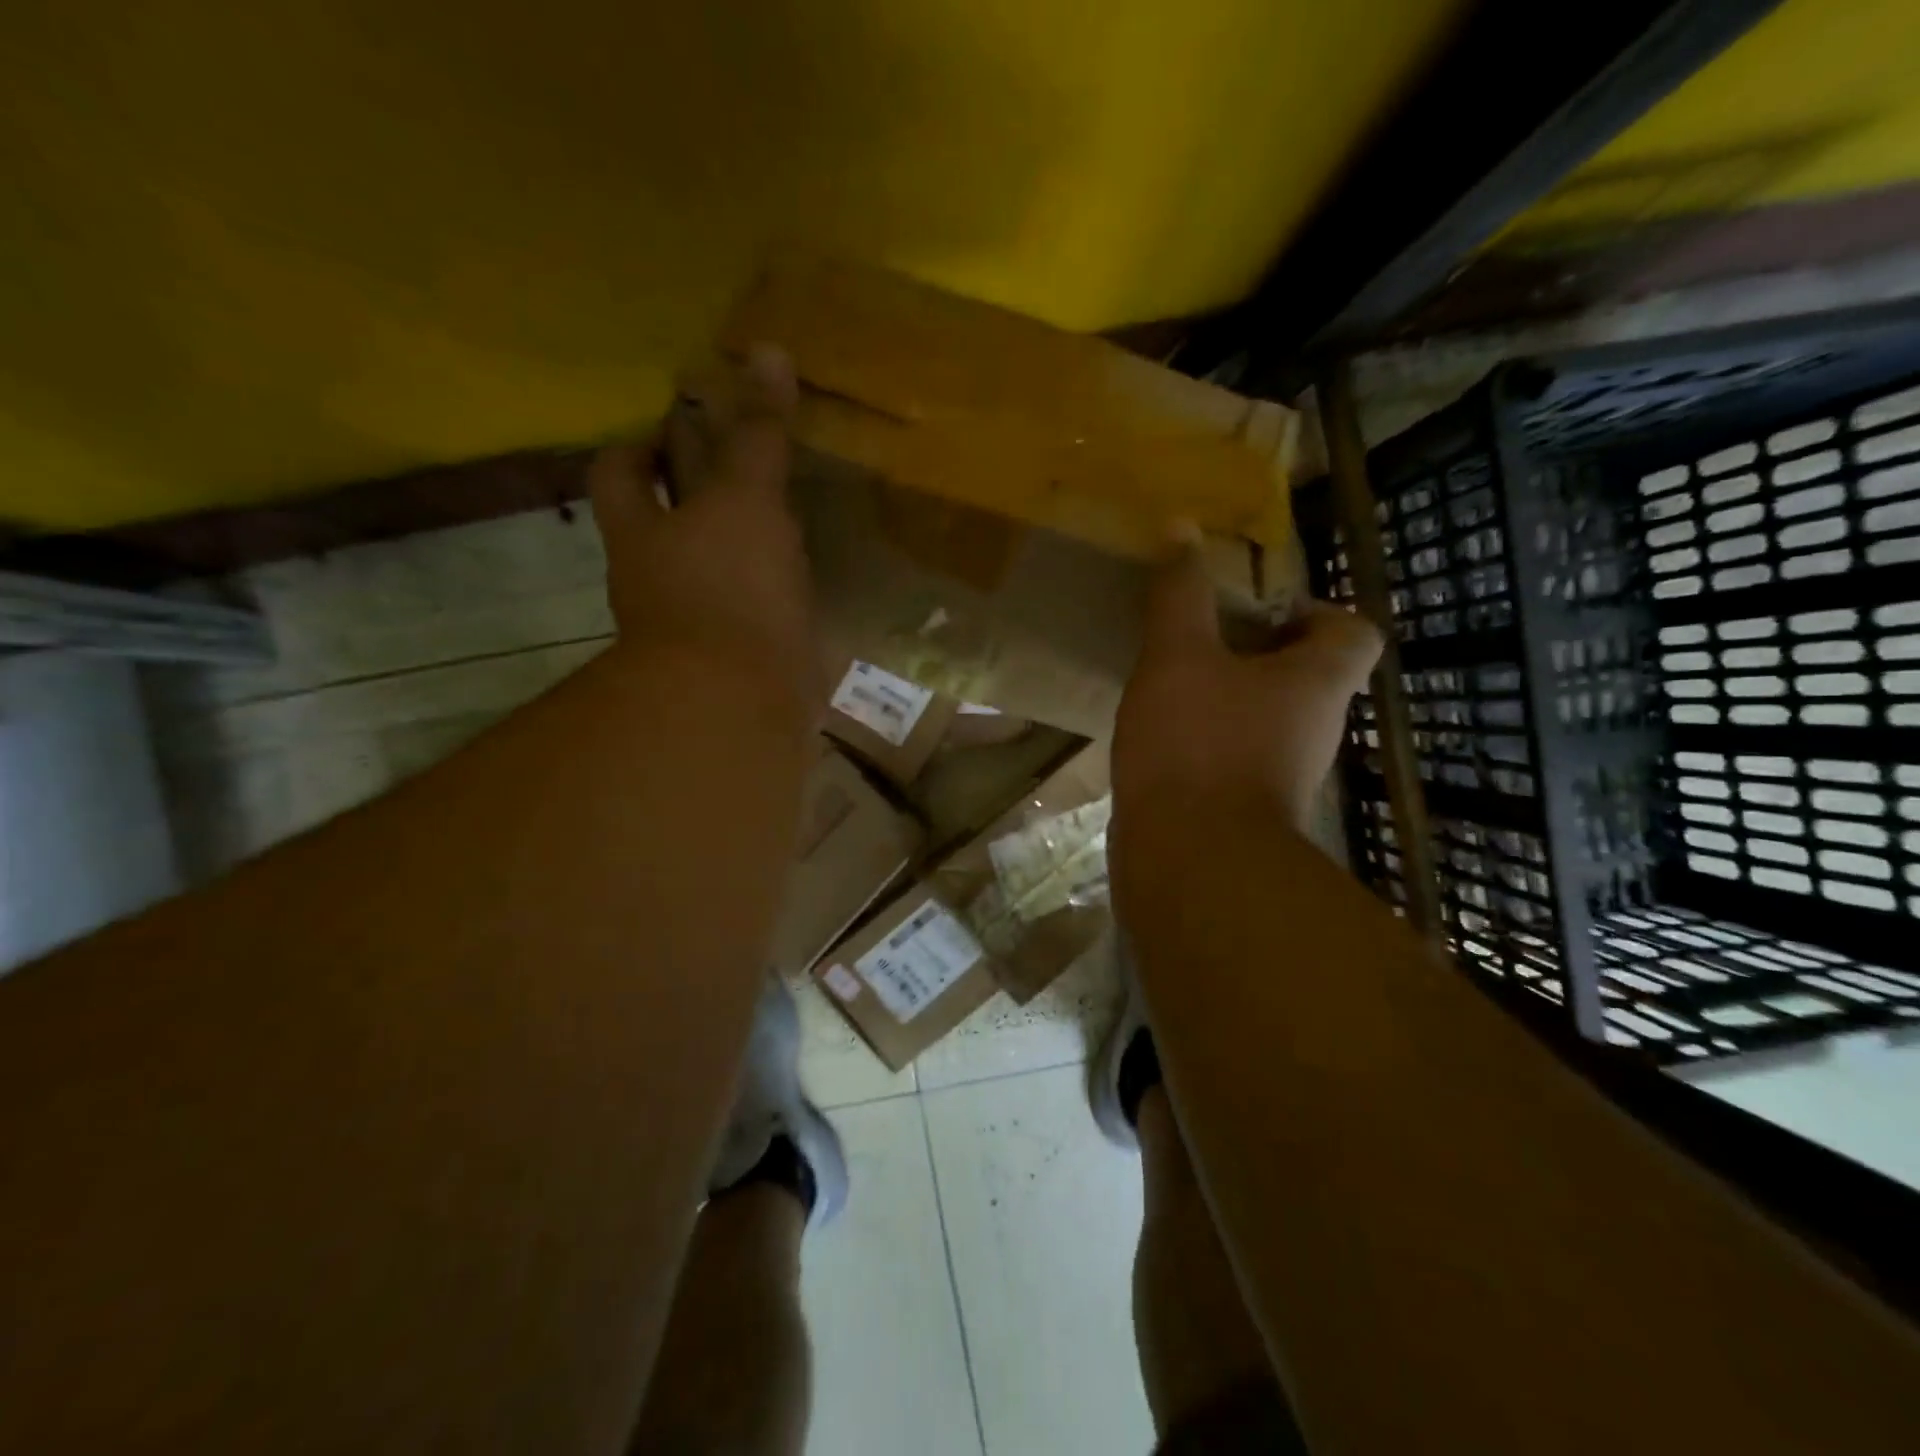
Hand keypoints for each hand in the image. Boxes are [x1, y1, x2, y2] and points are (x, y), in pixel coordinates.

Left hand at [589, 345, 818, 716]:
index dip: (646, 441)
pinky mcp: (742, 656)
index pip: (625, 470)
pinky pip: (754, 611)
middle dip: (697, 490)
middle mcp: (662, 573)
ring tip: (785, 516)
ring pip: (714, 566)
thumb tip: (766, 350)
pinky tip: (806, 579)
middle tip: (744, 461)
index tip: (683, 419)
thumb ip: (756, 434)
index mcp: (645, 530)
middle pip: (667, 518)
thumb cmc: (728, 590)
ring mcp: (702, 620)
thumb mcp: (744, 499)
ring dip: (741, 544)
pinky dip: (773, 593)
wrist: (740, 703)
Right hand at [1113, 532, 1381, 830]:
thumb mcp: (1177, 655)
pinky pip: (1235, 753)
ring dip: (1228, 694)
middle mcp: (1315, 727)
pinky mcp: (1247, 807)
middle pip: (1306, 674)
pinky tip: (1161, 734)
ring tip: (1172, 681)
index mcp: (1318, 682)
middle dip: (1255, 650)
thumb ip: (1181, 593)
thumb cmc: (1196, 744)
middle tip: (1199, 637)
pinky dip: (1208, 737)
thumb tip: (1182, 525)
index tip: (1256, 609)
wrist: (1192, 862)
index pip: (1353, 631)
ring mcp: (1282, 772)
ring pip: (1266, 715)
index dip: (1315, 610)